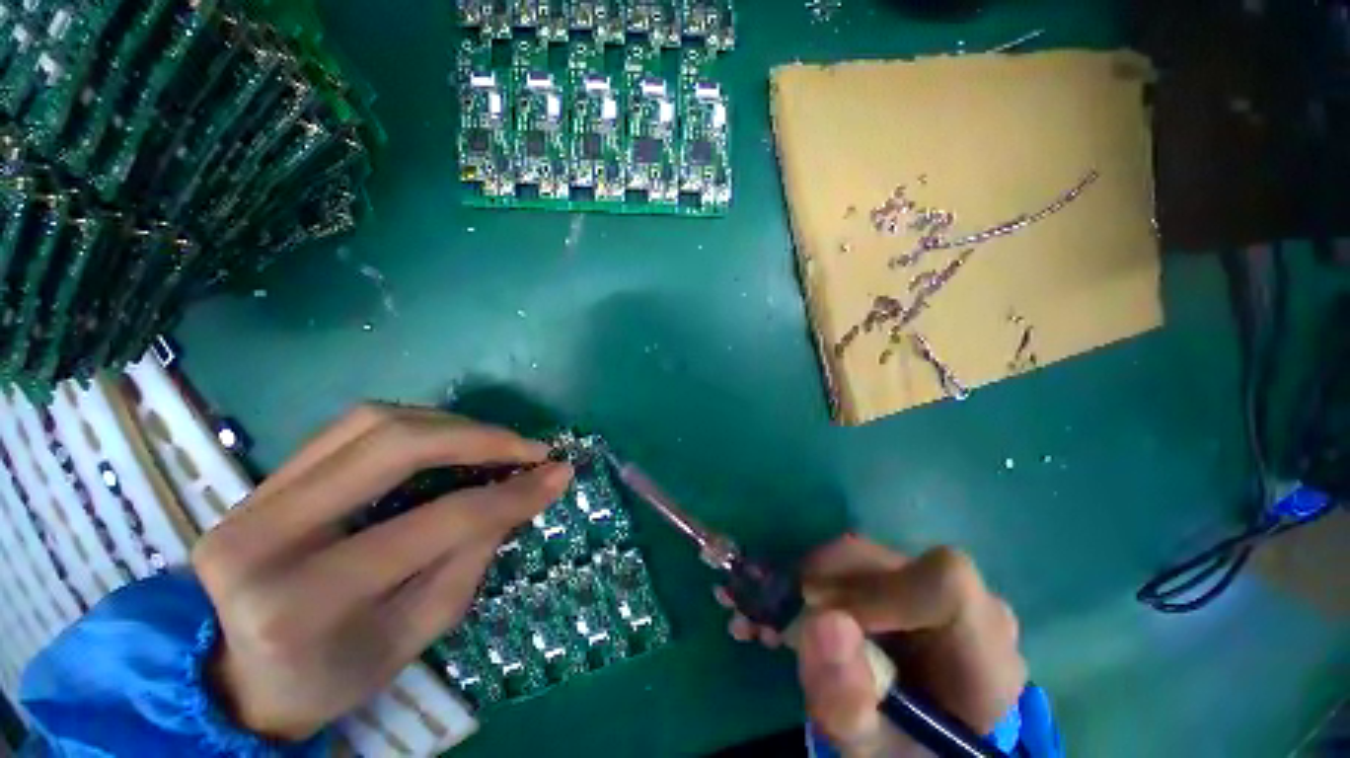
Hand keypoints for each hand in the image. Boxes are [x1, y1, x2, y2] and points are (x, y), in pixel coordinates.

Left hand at [192, 404, 572, 740]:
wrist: (238, 675)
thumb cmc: (333, 674)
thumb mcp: (414, 634)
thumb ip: (470, 557)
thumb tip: (525, 492)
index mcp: (301, 603)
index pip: (433, 524)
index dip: (508, 496)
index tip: (558, 474)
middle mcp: (265, 534)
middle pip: (393, 447)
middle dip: (479, 438)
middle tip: (530, 448)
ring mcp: (252, 496)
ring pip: (372, 422)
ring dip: (451, 423)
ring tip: (496, 442)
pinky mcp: (263, 478)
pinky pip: (351, 426)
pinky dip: (415, 423)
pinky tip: (449, 438)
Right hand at [717, 536, 1024, 756]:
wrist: (910, 745)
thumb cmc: (901, 754)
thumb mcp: (868, 749)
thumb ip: (849, 703)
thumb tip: (824, 621)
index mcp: (984, 654)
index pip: (946, 584)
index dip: (880, 590)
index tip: (827, 620)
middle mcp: (966, 607)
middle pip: (888, 562)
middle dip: (827, 584)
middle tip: (785, 620)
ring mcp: (931, 588)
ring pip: (862, 556)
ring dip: (813, 581)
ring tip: (781, 619)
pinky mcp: (901, 579)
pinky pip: (853, 562)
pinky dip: (815, 580)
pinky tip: (796, 609)